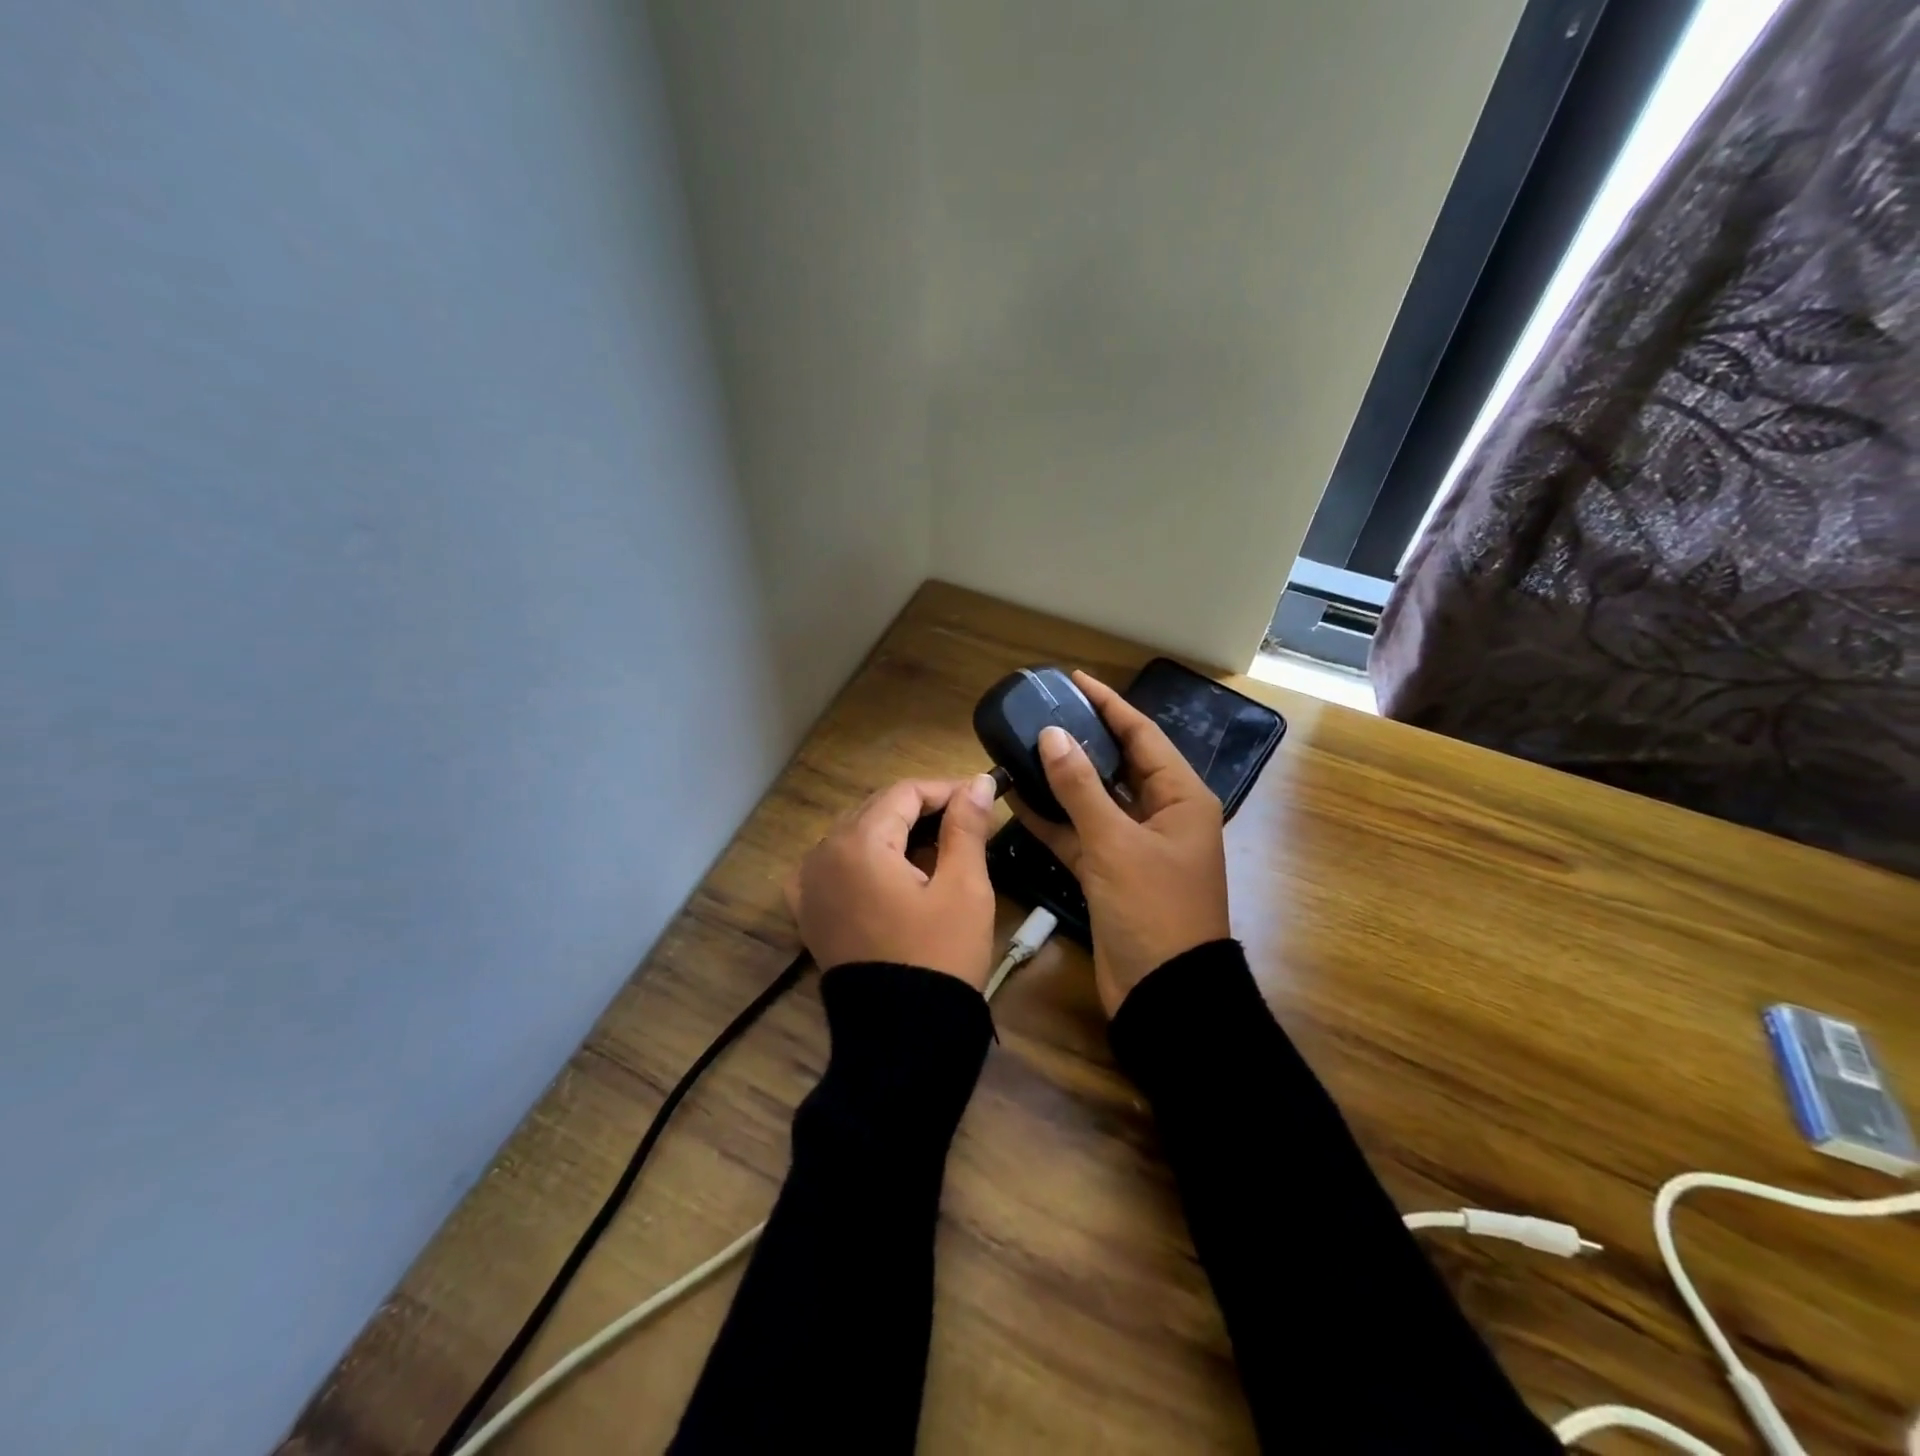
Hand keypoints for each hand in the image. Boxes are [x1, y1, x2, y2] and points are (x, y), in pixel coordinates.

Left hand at [786, 774, 999, 990]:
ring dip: (895, 831)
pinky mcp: (809, 911)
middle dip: (921, 808)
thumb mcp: (964, 888)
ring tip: (937, 845)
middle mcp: (823, 854)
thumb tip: (978, 782)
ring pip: (855, 834)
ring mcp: (809, 884)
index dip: (945, 789)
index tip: (981, 795)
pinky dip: (863, 858)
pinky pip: (834, 865)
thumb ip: (966, 827)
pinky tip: (889, 868)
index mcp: (859, 843)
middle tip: (966, 819)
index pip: (904, 792)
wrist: (903, 1036)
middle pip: (876, 809)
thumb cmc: (939, 956)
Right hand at [1012, 671, 1230, 1016]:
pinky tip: (1019, 801)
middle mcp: (1160, 815)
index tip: (1074, 680)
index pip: (1142, 735)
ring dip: (1062, 780)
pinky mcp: (1110, 873)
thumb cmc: (1153, 909)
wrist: (1164, 993)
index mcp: (1180, 797)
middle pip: (1118, 764)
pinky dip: (1053, 821)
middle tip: (1043, 713)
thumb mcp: (1116, 843)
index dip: (1109, 704)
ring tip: (1024, 749)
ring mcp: (1134, 846)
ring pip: (1094, 800)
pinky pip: (1080, 836)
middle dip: (1083, 739)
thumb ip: (1081, 788)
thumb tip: (1053, 735)